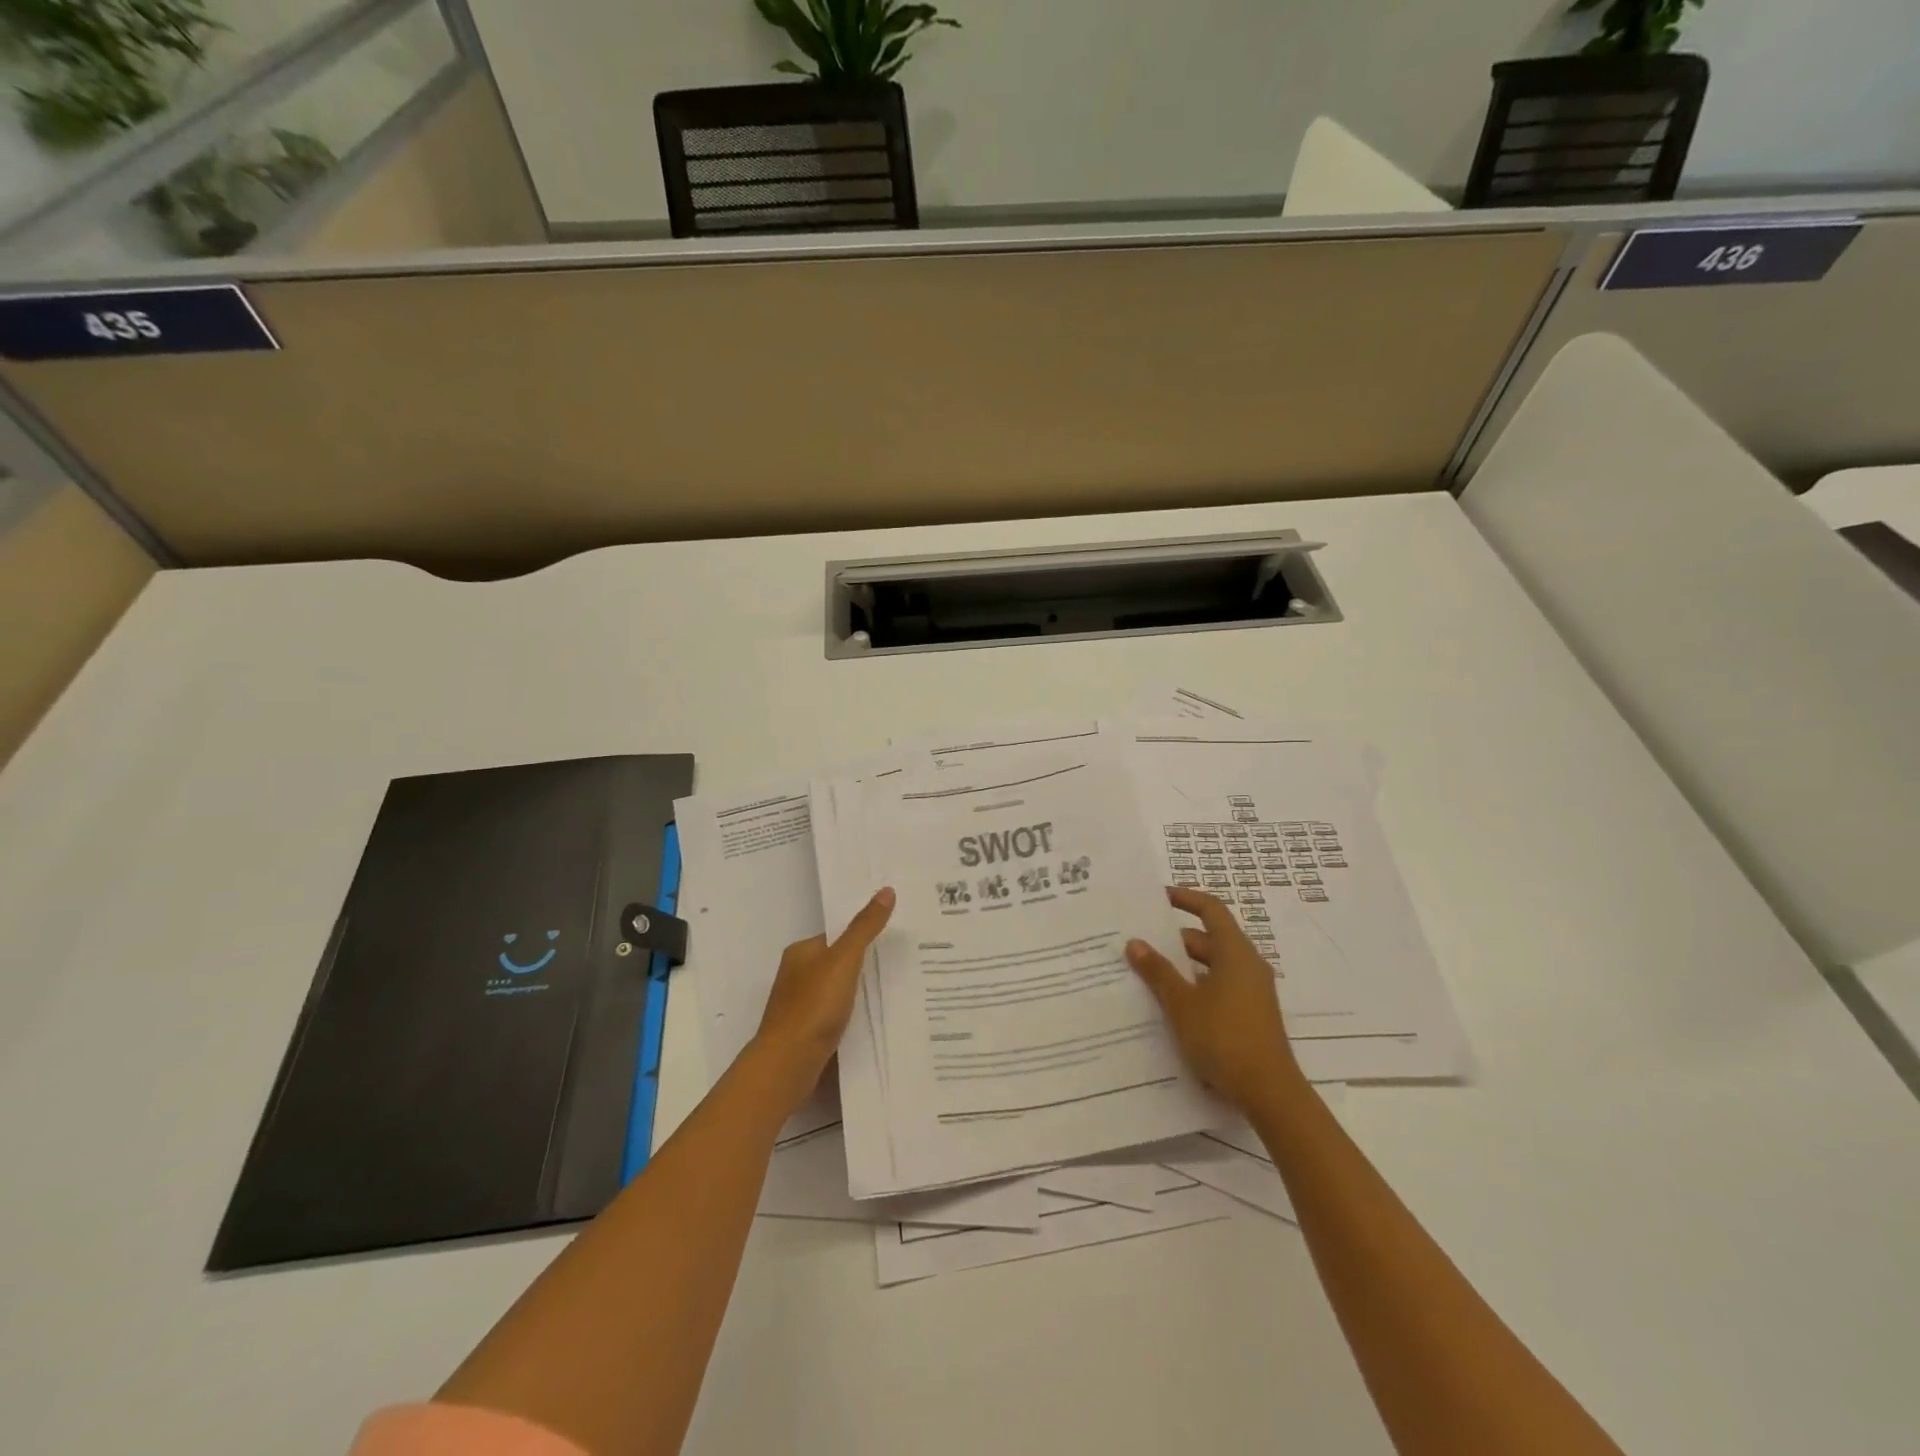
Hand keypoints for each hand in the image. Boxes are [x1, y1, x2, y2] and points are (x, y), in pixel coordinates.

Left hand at [752, 887, 895, 1108]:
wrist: (788, 1064)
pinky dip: (853, 1018)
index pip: (836, 937)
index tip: (893, 941)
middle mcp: (796, 976)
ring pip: (837, 993)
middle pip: (837, 965)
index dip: (863, 937)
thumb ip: (865, 927)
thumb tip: (887, 890)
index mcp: (801, 952)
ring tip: (896, 995)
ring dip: (859, 995)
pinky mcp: (806, 1034)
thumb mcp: (844, 959)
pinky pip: (835, 1018)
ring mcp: (799, 1007)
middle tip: (902, 967)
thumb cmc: (814, 1005)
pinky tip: (874, 1023)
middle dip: (864, 967)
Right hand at [1126, 886, 1302, 1111]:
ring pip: (1212, 965)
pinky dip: (1195, 986)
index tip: (1157, 897)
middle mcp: (1247, 965)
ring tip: (1147, 971)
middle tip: (1140, 940)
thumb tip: (1135, 942)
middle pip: (1209, 938)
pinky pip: (1218, 987)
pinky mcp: (1250, 1014)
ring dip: (1183, 965)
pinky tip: (1170, 1003)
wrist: (1270, 1093)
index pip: (1210, 909)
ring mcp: (1252, 991)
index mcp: (1235, 952)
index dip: (1185, 898)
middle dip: (1174, 938)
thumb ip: (1157, 971)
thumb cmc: (1224, 1037)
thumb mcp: (1182, 1003)